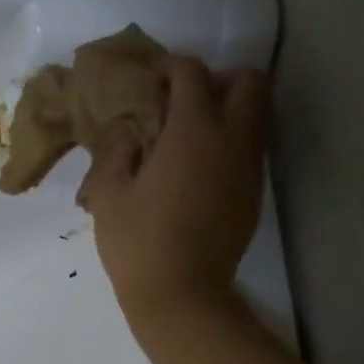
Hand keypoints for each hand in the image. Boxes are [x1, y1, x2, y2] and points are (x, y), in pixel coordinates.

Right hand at [78, 59, 269, 348]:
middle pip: (247, 81)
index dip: (169, 68)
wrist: (181, 296)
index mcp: (193, 130)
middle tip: (183, 105)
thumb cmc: (137, 244)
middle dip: (217, 81)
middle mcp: (232, 138)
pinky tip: (200, 173)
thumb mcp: (107, 196)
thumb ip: (115, 151)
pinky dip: (230, 146)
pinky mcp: (253, 194)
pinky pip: (250, 150)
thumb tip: (127, 132)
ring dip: (228, 113)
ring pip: (256, 115)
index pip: (191, 73)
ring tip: (191, 140)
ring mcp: (249, 167)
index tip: (150, 82)